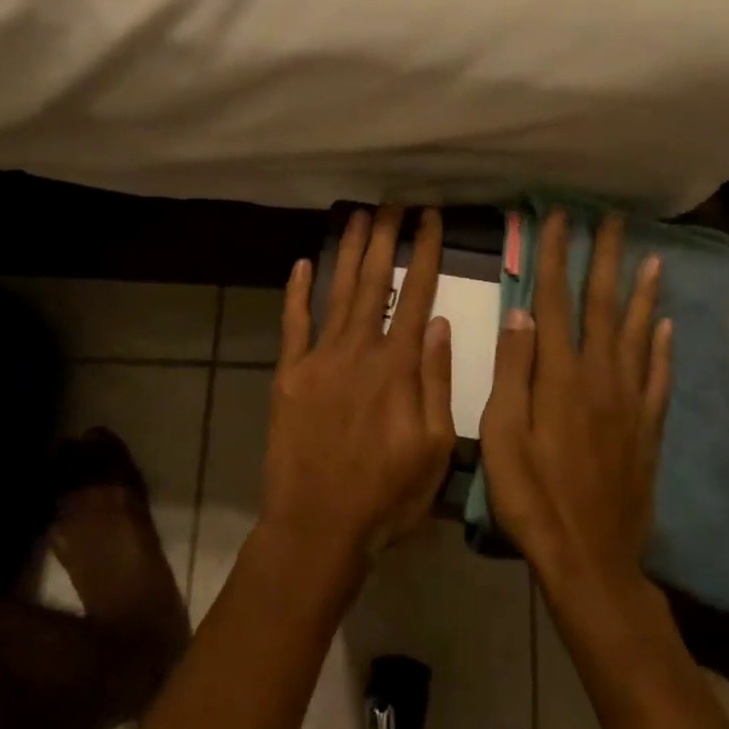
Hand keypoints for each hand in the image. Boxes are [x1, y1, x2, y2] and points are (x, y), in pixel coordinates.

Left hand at [260, 207, 456, 566]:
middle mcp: (359, 349)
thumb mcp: (435, 446)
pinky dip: (297, 293)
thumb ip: (437, 380)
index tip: (430, 218)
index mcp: (398, 365)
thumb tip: (440, 322)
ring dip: (349, 252)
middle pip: (375, 281)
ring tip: (359, 216)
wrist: (317, 526)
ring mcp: (320, 359)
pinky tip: (301, 264)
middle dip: (386, 237)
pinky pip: (294, 324)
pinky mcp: (289, 375)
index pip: (417, 294)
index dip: (425, 252)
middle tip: (394, 202)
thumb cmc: (386, 494)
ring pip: (338, 291)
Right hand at [480, 212, 671, 592]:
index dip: (555, 257)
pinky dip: (663, 349)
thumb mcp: (503, 437)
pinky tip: (667, 327)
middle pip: (604, 306)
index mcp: (560, 377)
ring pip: (639, 334)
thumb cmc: (532, 499)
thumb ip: (512, 373)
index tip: (559, 219)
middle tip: (615, 220)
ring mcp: (630, 403)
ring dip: (644, 293)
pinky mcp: (647, 429)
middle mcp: (601, 378)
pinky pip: (659, 378)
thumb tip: (521, 315)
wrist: (590, 560)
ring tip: (652, 258)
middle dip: (606, 259)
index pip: (554, 301)